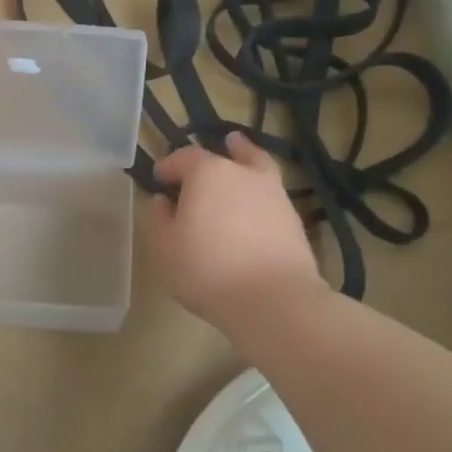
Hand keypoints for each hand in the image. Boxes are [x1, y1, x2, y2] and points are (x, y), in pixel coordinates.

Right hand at [146, 133, 325, 325]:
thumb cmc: (207, 269)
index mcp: (207, 173)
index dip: (168, 166)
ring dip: (243, 158)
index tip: (158, 179)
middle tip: (195, 170)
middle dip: (206, 161)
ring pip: (255, 166)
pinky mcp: (292, 218)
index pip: (183, 157)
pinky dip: (259, 191)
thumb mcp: (165, 247)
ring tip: (238, 152)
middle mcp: (243, 173)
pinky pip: (270, 194)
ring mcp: (273, 193)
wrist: (273, 299)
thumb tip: (162, 201)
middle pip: (224, 155)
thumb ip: (159, 219)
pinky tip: (254, 202)